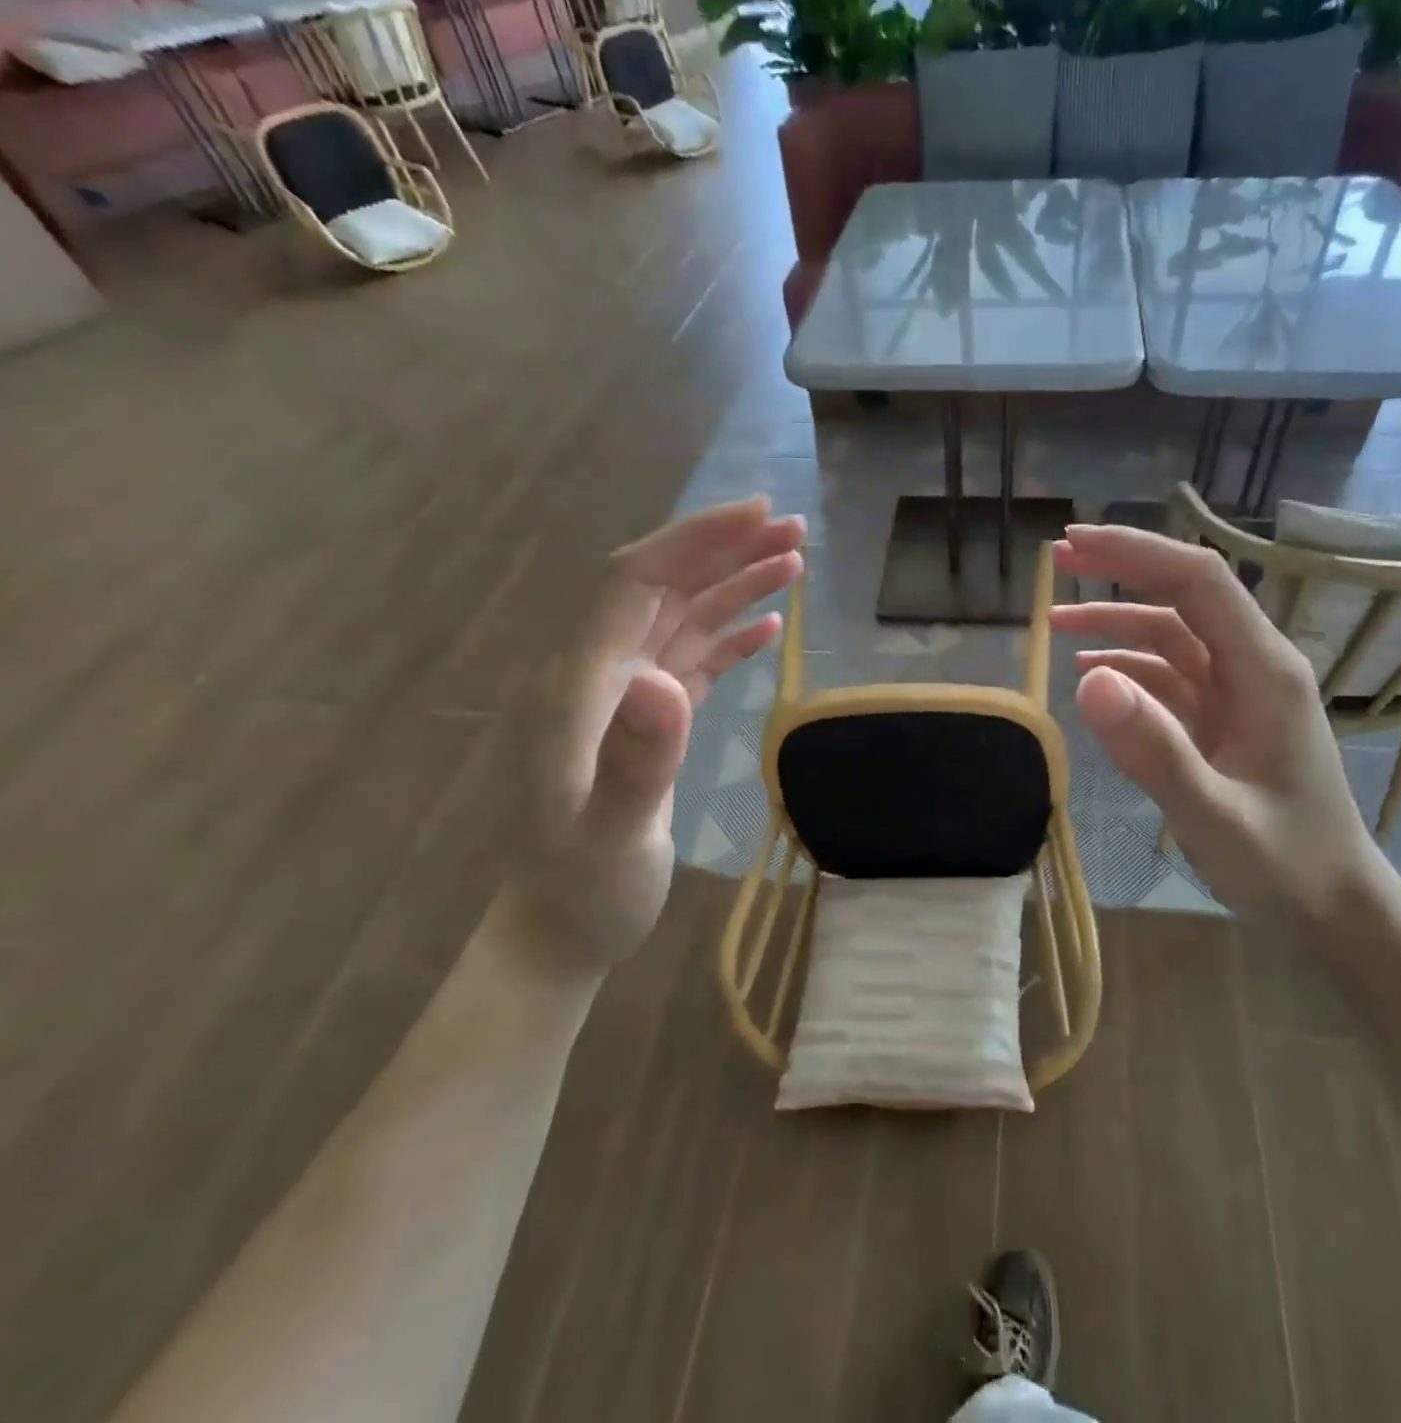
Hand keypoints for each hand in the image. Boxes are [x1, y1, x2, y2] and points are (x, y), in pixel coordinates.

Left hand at [515, 497, 804, 971]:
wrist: (560, 930)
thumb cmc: (583, 889)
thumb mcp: (609, 834)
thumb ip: (636, 758)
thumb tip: (663, 680)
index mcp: (583, 686)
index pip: (636, 583)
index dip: (694, 541)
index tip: (757, 514)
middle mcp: (602, 677)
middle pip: (664, 589)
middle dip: (725, 550)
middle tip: (795, 527)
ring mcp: (627, 700)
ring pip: (684, 620)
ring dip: (735, 586)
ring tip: (794, 561)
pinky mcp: (652, 723)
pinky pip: (693, 661)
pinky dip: (731, 637)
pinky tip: (767, 626)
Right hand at [1050, 524, 1392, 922]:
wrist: (1334, 908)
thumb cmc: (1286, 864)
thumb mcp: (1214, 817)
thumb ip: (1154, 750)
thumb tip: (1087, 678)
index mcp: (1264, 671)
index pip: (1198, 583)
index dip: (1136, 553)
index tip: (1076, 544)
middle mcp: (1254, 668)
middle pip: (1184, 597)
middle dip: (1123, 571)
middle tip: (1058, 559)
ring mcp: (1239, 694)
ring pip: (1172, 636)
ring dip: (1116, 623)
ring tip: (1056, 620)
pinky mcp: (1224, 721)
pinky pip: (1171, 678)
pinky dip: (1129, 668)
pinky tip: (1091, 675)